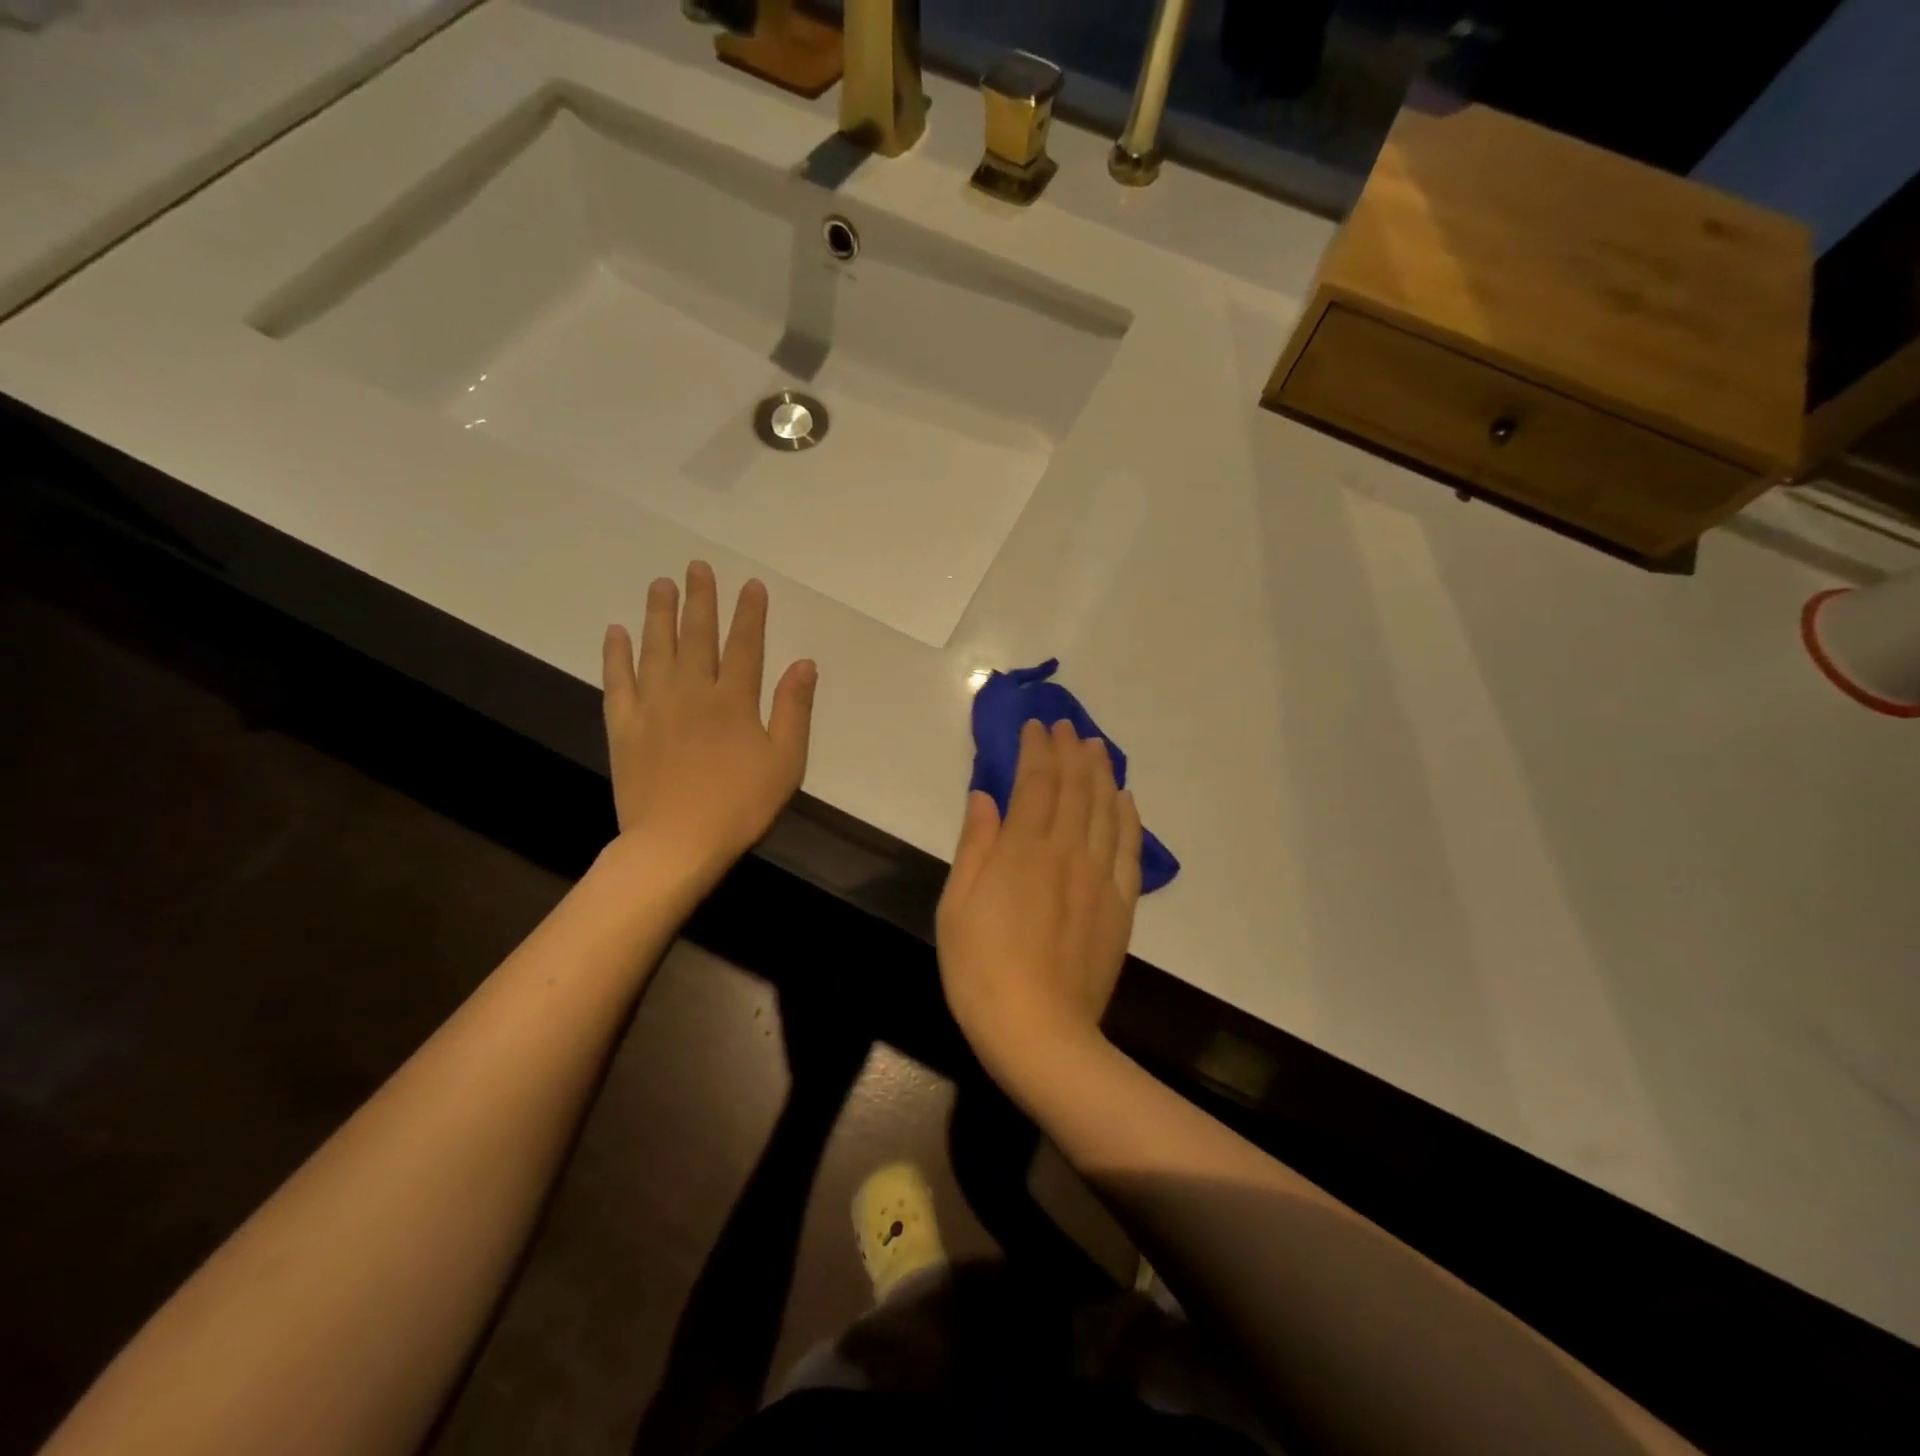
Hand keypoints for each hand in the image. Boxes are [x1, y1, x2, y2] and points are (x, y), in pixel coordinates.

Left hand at [601, 561, 815, 882]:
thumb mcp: (785, 762)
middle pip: (697, 636)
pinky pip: (617, 682)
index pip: (745, 645)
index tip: (750, 585)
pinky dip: (615, 655)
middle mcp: (693, 692)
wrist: (675, 842)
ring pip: (656, 649)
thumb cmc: (740, 805)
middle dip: (700, 600)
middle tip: (697, 567)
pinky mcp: (624, 726)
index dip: (749, 613)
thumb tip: (803, 663)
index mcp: (734, 700)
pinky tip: (615, 632)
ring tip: (660, 585)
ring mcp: (654, 706)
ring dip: (659, 614)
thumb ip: (793, 710)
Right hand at [935, 719, 1143, 1089]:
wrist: (1040, 1032)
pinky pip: (1130, 847)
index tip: (1036, 726)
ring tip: (1097, 747)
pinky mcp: (1121, 905)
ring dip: (1102, 772)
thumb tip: (984, 796)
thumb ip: (975, 845)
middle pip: (1076, 787)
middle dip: (1071, 750)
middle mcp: (1068, 851)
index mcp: (1024, 849)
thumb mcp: (957, 905)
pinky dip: (1128, 816)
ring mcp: (1101, 877)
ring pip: (1107, 809)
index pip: (1037, 781)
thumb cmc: (981, 969)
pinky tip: (1125, 799)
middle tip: (1067, 726)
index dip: (1037, 748)